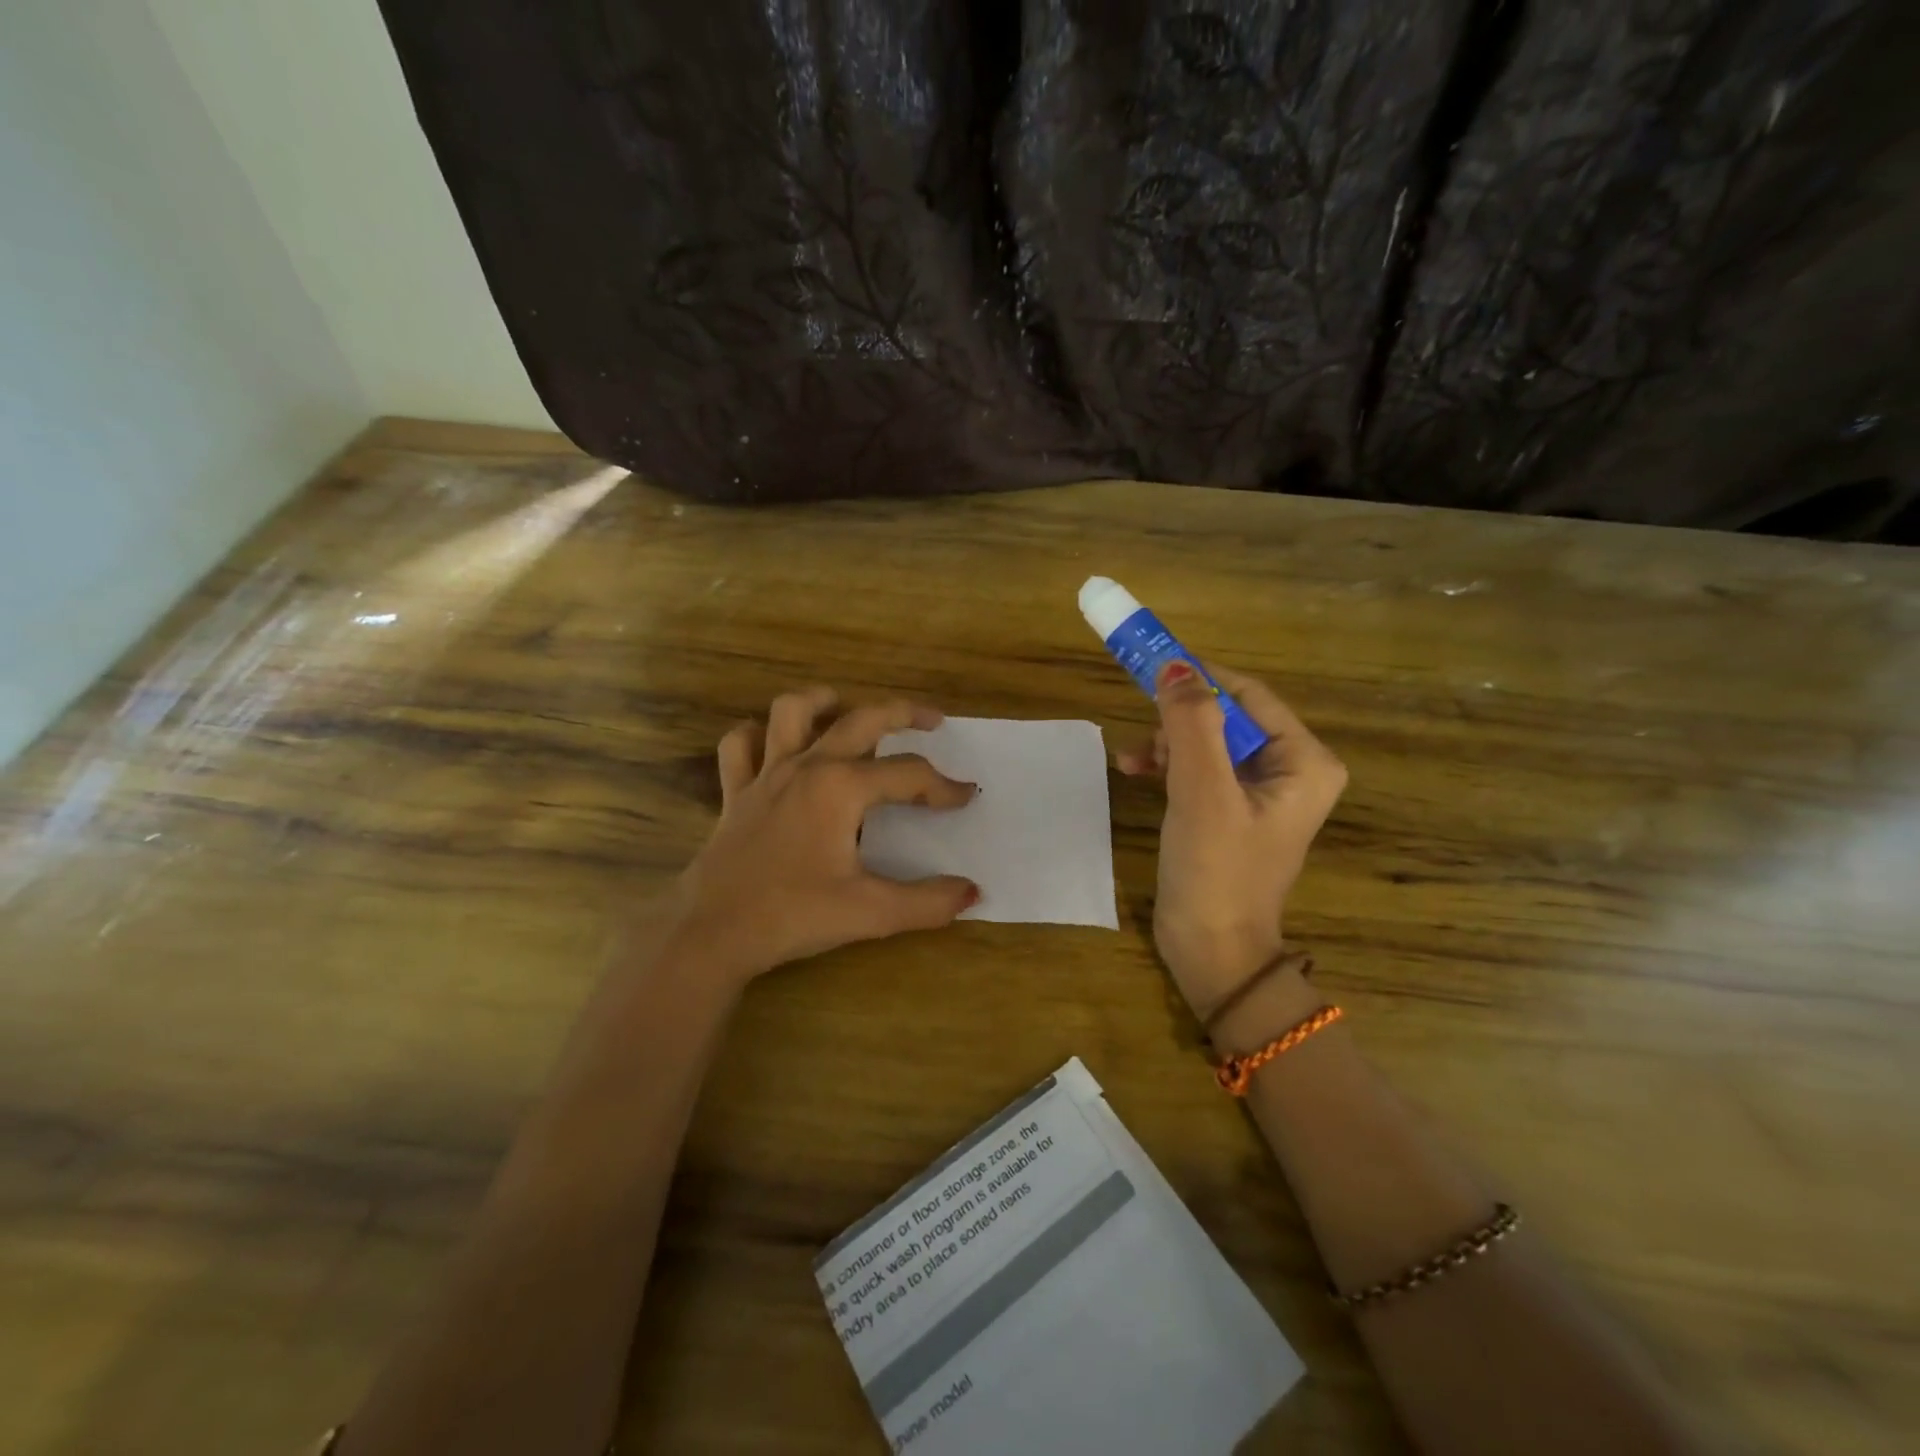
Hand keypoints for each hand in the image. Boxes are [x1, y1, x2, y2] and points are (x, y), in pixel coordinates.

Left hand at [660, 686, 979, 983]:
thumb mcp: (870, 913)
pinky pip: (740, 746)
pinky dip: (757, 736)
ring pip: (790, 711)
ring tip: (844, 707)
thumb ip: (927, 902)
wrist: (712, 933)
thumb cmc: (793, 915)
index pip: (908, 775)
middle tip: (931, 720)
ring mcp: (766, 775)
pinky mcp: (736, 793)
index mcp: (842, 788)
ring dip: (821, 702)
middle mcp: (806, 767)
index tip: (967, 797)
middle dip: (902, 713)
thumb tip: (972, 892)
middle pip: (861, 720)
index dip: (943, 786)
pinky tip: (773, 745)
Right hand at [1118, 662, 1346, 1015]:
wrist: (1211, 952)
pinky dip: (1167, 766)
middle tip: (1145, 736)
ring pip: (1206, 741)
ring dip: (1168, 744)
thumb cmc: (1216, 870)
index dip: (1199, 678)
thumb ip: (1190, 723)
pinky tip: (1135, 771)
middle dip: (1179, 722)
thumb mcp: (1202, 790)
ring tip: (1138, 763)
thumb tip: (1174, 665)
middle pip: (1226, 717)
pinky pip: (1198, 769)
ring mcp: (1259, 793)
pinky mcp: (1230, 812)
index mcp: (1305, 761)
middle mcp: (1290, 770)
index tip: (1149, 668)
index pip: (1248, 695)